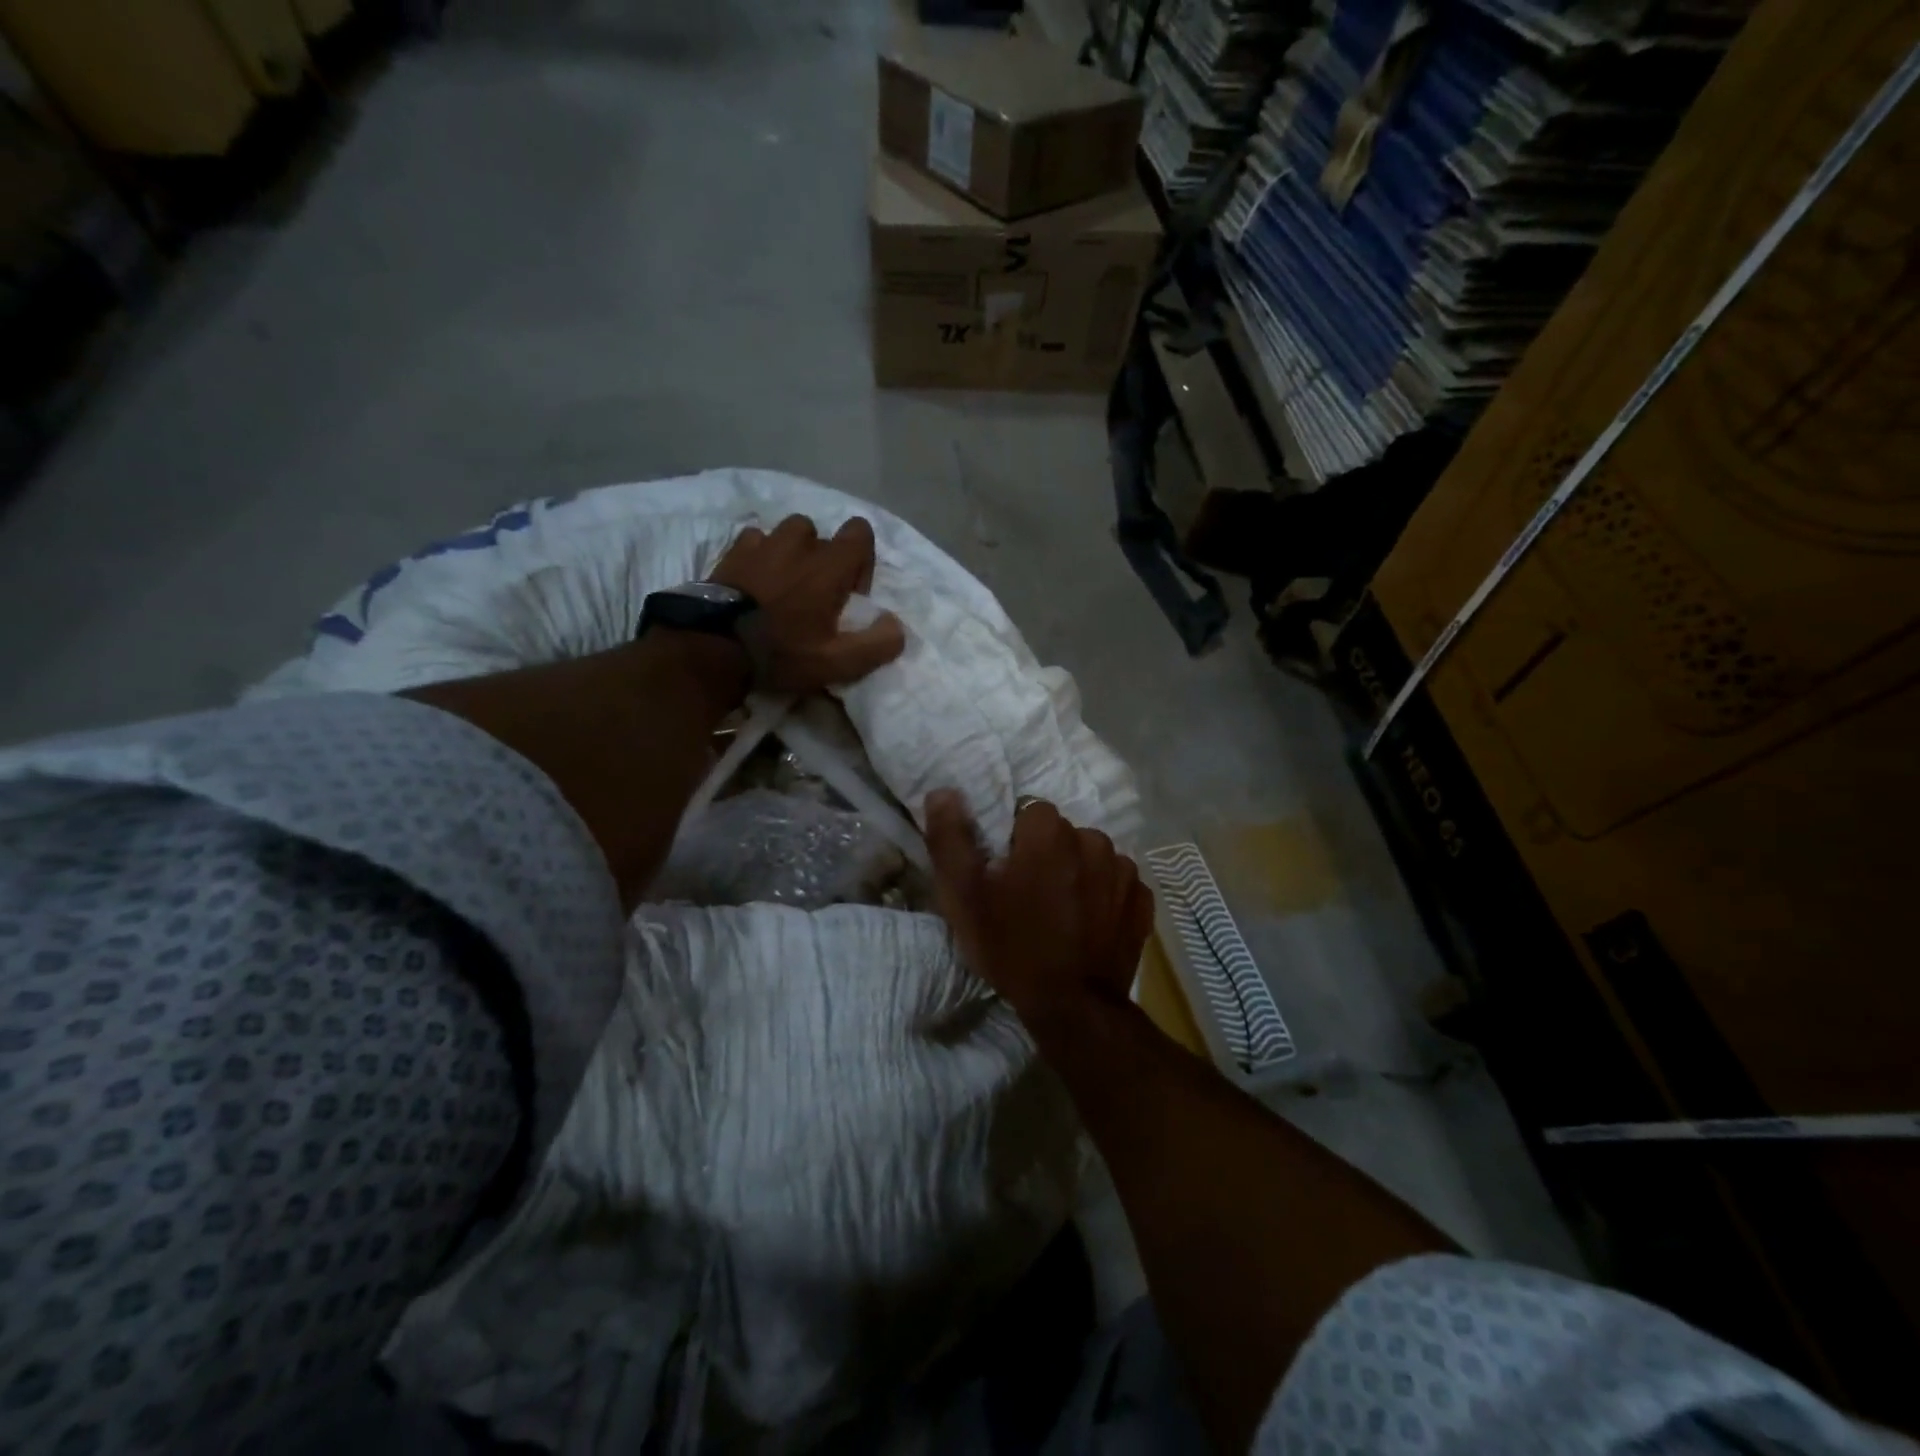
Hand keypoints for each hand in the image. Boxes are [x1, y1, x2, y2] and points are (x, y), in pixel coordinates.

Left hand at [709, 515, 906, 692]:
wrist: (713, 648)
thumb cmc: (781, 653)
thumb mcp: (838, 662)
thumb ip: (877, 644)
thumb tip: (896, 626)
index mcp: (829, 565)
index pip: (860, 532)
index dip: (861, 561)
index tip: (849, 595)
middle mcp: (799, 544)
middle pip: (823, 535)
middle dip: (824, 559)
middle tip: (815, 595)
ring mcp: (763, 543)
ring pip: (789, 532)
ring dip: (792, 551)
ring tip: (784, 584)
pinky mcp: (733, 552)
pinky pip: (755, 539)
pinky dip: (760, 554)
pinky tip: (755, 581)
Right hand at [925, 791, 1154, 1034]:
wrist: (1072, 1008)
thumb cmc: (1011, 947)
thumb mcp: (964, 896)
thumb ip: (951, 838)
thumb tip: (944, 791)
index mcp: (1049, 832)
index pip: (1029, 813)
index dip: (1014, 842)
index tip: (1005, 876)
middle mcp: (1093, 839)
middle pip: (1061, 835)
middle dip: (1047, 856)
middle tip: (1029, 898)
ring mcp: (1124, 871)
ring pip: (1091, 857)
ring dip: (1077, 874)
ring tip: (1061, 914)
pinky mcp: (1142, 901)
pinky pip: (1117, 884)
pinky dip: (1104, 897)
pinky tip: (1089, 926)